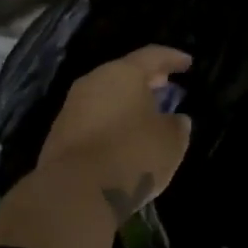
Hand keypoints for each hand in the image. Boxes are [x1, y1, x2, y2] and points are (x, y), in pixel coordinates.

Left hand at [39, 46, 193, 221]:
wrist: (76, 191)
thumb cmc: (132, 155)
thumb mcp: (170, 142)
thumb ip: (176, 126)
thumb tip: (175, 120)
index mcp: (123, 73)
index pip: (152, 56)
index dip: (172, 58)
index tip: (188, 63)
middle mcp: (94, 82)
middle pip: (124, 73)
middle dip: (146, 79)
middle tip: (165, 84)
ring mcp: (72, 107)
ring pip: (105, 95)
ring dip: (126, 101)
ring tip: (145, 113)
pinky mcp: (60, 133)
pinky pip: (93, 118)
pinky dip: (111, 121)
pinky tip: (122, 136)